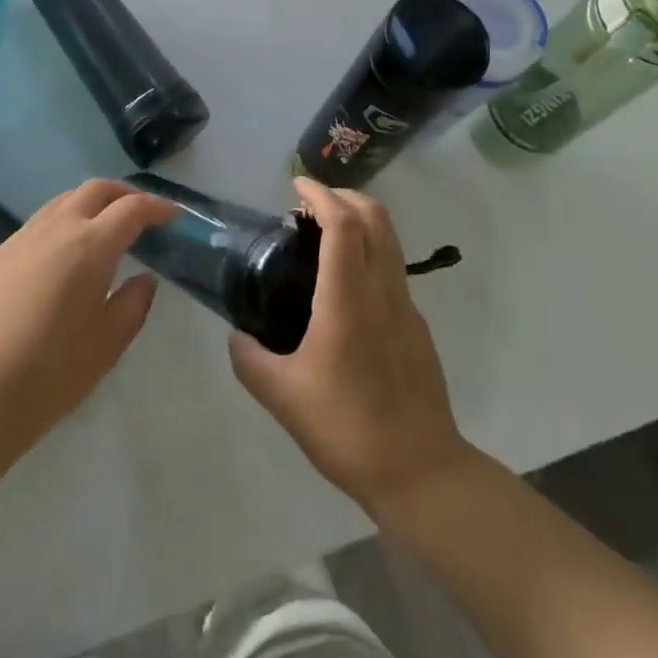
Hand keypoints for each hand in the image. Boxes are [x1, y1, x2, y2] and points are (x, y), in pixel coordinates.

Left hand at [0, 178, 175, 453]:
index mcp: (91, 245)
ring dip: (91, 204)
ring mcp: (23, 238)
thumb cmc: (54, 370)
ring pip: (63, 200)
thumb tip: (144, 279)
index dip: (157, 207)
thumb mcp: (109, 342)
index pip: (132, 209)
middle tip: (142, 213)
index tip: (173, 216)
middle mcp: (57, 228)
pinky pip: (39, 222)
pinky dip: (63, 222)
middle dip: (124, 193)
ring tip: (104, 228)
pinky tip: (64, 254)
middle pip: (96, 189)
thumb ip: (134, 303)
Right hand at [230, 177, 472, 517]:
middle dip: (344, 196)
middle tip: (310, 204)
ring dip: (360, 221)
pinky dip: (370, 250)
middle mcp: (383, 290)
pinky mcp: (417, 326)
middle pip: (375, 217)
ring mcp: (406, 306)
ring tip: (324, 236)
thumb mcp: (283, 398)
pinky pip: (393, 268)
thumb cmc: (348, 428)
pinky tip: (344, 284)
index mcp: (348, 299)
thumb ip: (250, 360)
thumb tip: (236, 337)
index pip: (343, 223)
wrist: (420, 472)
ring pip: (390, 240)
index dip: (321, 195)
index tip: (297, 185)